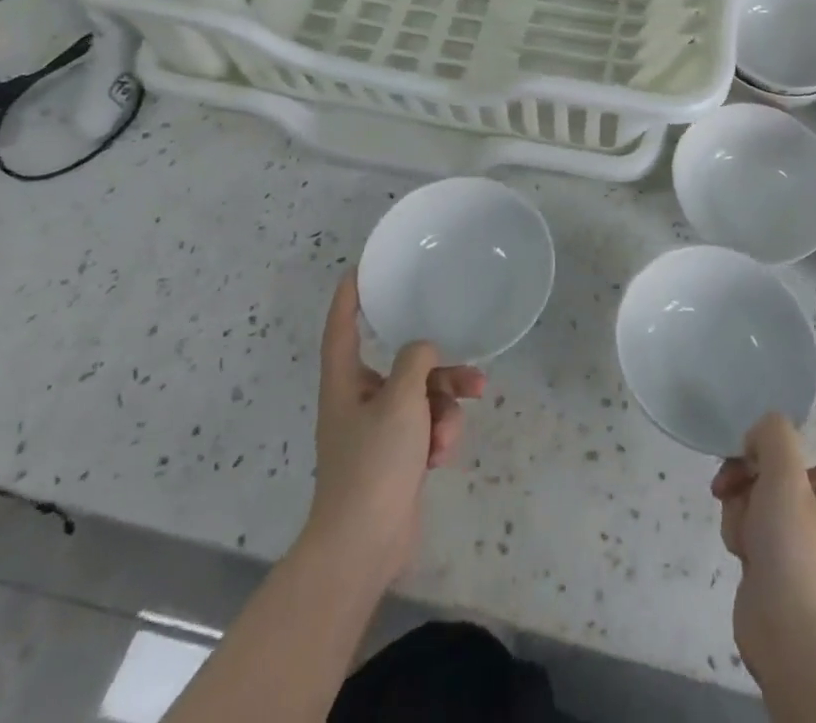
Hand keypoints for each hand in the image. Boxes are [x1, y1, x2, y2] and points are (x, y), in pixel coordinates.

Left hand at [306, 271, 484, 588]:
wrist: (363, 546)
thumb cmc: (373, 464)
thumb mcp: (400, 400)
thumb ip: (416, 362)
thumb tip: (423, 351)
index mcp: (345, 383)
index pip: (342, 327)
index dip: (349, 297)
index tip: (361, 269)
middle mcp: (359, 401)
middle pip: (403, 367)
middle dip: (440, 372)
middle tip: (473, 375)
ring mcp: (378, 432)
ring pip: (423, 398)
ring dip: (445, 411)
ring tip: (451, 434)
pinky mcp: (396, 458)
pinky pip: (426, 428)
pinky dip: (438, 437)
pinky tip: (440, 458)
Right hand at [711, 374, 815, 683]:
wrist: (794, 649)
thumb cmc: (800, 558)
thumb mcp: (787, 482)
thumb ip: (774, 436)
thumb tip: (762, 430)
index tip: (797, 368)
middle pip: (784, 449)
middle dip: (754, 454)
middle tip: (736, 460)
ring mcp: (796, 526)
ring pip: (758, 481)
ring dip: (740, 491)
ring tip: (736, 515)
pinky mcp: (773, 551)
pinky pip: (749, 514)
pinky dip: (739, 522)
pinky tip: (740, 547)